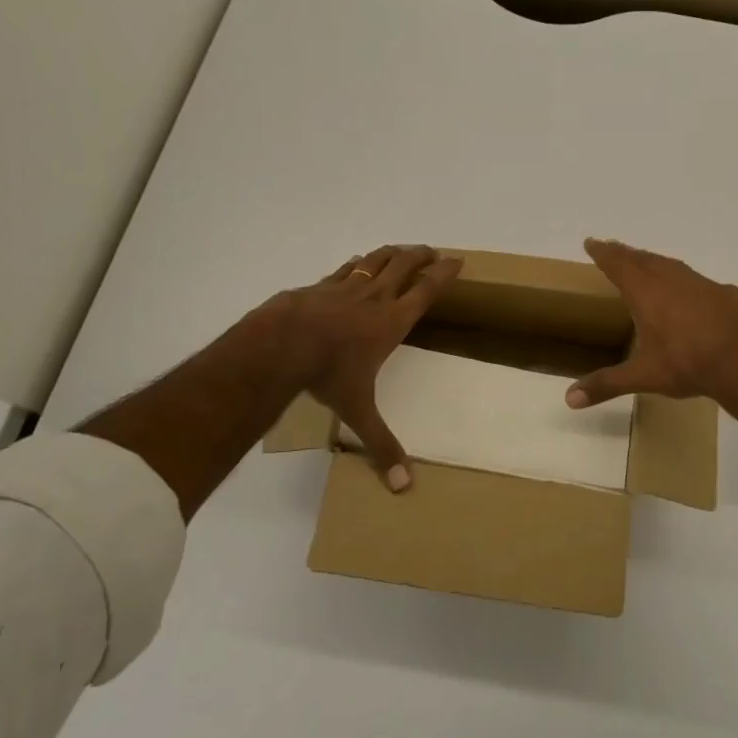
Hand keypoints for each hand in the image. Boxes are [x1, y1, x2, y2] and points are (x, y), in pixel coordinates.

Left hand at [258, 244, 460, 489]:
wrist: (281, 344)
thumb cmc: (328, 374)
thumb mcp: (358, 411)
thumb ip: (382, 445)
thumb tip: (405, 487)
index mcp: (392, 321)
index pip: (426, 290)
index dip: (443, 273)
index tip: (457, 259)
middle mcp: (374, 298)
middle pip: (404, 266)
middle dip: (420, 255)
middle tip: (432, 250)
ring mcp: (346, 288)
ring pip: (376, 260)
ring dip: (393, 252)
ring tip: (402, 249)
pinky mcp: (321, 286)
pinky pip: (346, 268)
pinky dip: (359, 262)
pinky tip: (358, 262)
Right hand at [566, 238, 737, 414]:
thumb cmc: (688, 366)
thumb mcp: (643, 376)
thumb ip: (606, 384)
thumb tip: (569, 399)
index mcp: (646, 294)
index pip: (618, 265)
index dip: (603, 253)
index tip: (592, 242)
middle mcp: (672, 280)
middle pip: (643, 259)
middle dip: (625, 253)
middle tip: (613, 248)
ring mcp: (702, 284)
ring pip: (671, 265)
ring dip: (654, 261)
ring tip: (645, 263)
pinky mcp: (726, 294)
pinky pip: (698, 281)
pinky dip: (685, 280)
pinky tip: (689, 293)